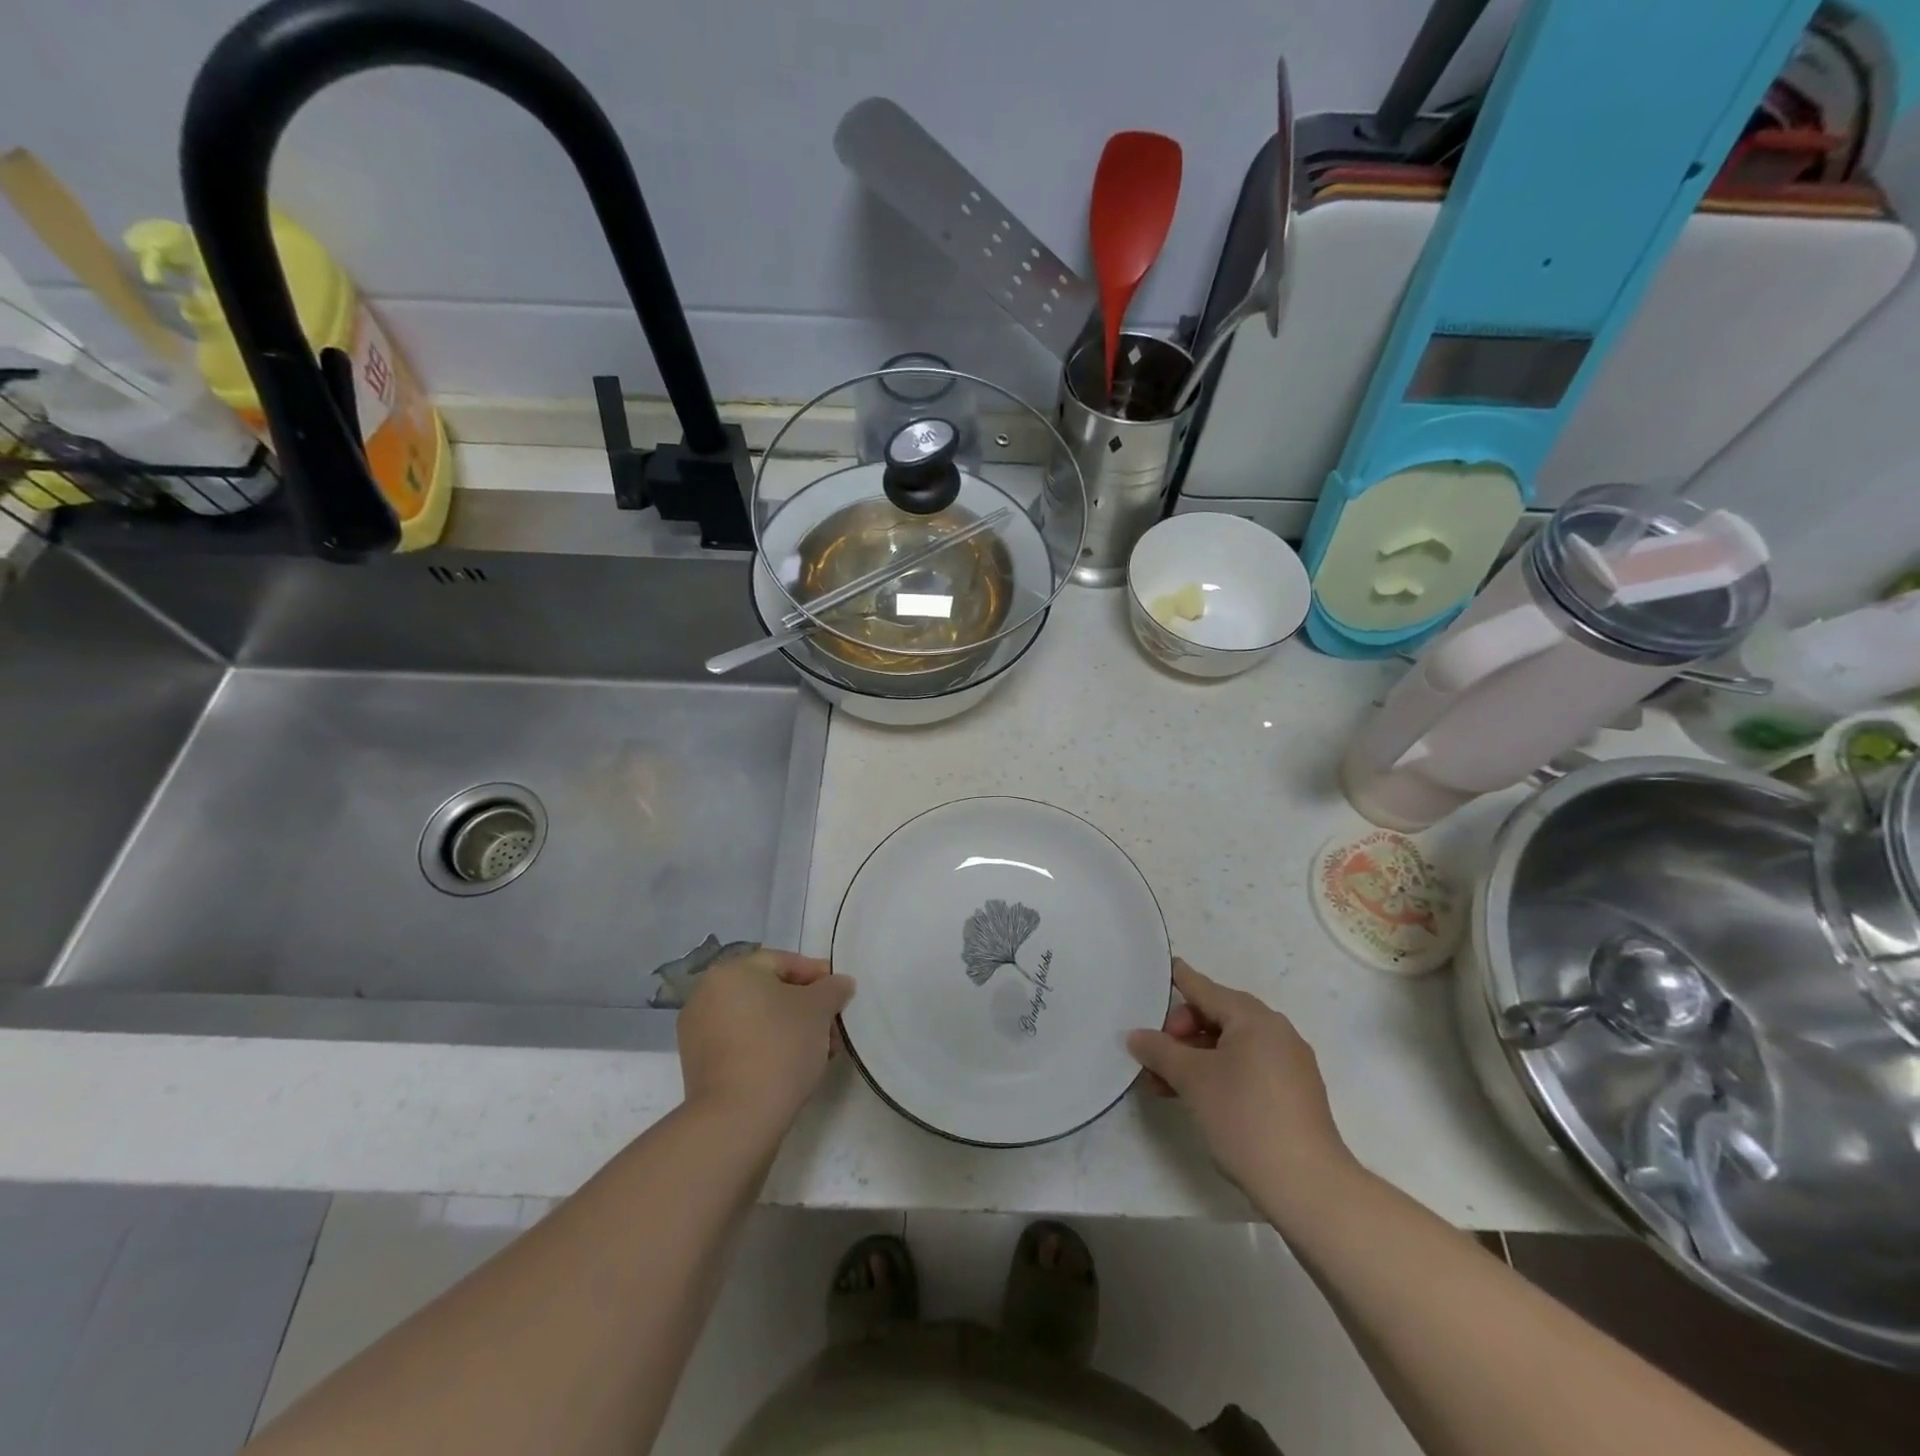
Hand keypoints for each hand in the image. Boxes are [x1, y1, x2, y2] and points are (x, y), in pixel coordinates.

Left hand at [677, 949, 854, 1133]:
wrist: (738, 1118)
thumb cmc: (780, 1047)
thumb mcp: (819, 1009)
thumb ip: (833, 988)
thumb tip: (839, 984)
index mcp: (730, 971)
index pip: (783, 961)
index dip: (817, 975)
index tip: (840, 994)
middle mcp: (706, 994)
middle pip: (769, 990)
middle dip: (805, 1006)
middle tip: (832, 1025)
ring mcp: (698, 1031)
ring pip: (756, 1018)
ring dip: (789, 1028)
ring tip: (819, 1050)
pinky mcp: (699, 1065)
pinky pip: (741, 1043)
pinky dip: (767, 1046)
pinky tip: (792, 1065)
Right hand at [1128, 959, 1355, 1205]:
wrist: (1308, 1186)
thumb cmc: (1245, 1118)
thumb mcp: (1192, 1080)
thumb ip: (1160, 1051)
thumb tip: (1136, 1036)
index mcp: (1254, 1018)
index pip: (1204, 988)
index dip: (1179, 979)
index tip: (1161, 969)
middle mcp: (1276, 1031)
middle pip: (1217, 1015)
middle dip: (1181, 1032)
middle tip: (1156, 1057)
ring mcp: (1289, 1063)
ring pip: (1231, 1045)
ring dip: (1196, 1057)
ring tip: (1165, 1084)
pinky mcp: (1294, 1093)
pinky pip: (1248, 1066)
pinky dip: (1219, 1072)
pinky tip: (1199, 1097)